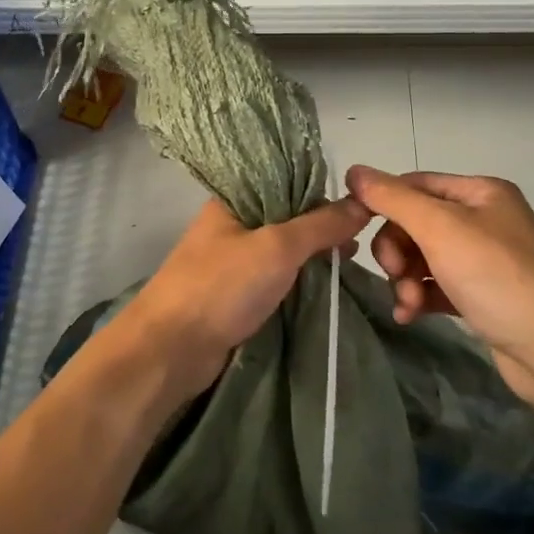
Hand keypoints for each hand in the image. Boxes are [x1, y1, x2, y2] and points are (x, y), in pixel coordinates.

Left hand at [116, 196, 369, 400]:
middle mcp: (231, 226)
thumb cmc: (222, 286)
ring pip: (282, 253)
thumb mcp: (278, 247)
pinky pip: (275, 280)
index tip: (358, 206)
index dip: (320, 192)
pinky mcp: (234, 296)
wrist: (171, 349)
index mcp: (232, 201)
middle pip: (286, 219)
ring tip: (350, 263)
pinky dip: (299, 282)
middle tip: (361, 241)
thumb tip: (363, 205)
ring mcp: (231, 263)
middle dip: (321, 229)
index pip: (285, 183)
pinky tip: (327, 287)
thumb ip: (320, 225)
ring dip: (312, 258)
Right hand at [343, 166, 533, 406]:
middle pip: (418, 223)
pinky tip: (410, 315)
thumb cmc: (497, 277)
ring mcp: (486, 260)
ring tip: (407, 303)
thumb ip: (393, 198)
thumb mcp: (440, 228)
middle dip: (398, 250)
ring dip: (407, 278)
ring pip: (425, 258)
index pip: (416, 185)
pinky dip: (421, 297)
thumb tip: (354, 170)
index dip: (383, 203)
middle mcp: (485, 220)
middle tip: (395, 274)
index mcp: (481, 192)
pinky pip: (439, 286)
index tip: (356, 228)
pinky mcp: (484, 296)